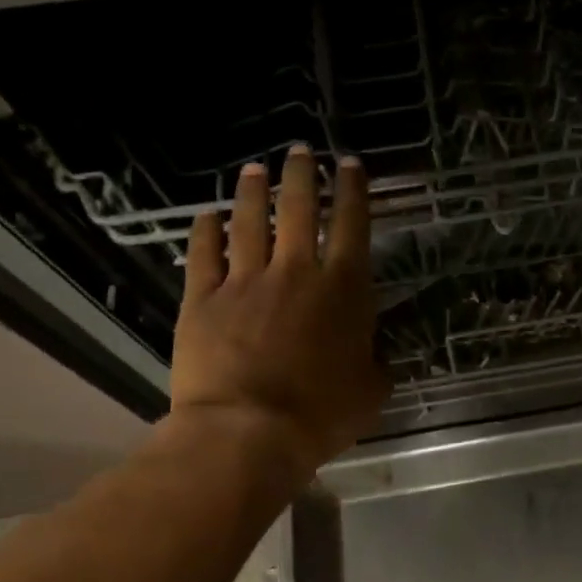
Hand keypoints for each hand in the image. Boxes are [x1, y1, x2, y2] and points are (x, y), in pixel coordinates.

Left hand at [171, 145, 389, 476]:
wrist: (248, 431)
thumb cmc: (321, 414)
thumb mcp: (372, 392)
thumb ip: (377, 363)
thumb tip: (376, 354)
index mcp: (343, 289)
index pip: (352, 225)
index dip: (354, 190)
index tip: (350, 164)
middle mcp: (296, 272)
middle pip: (300, 209)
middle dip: (303, 174)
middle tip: (301, 150)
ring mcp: (245, 281)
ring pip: (250, 222)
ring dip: (254, 191)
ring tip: (255, 168)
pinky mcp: (203, 299)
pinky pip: (204, 254)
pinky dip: (206, 230)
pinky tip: (208, 215)